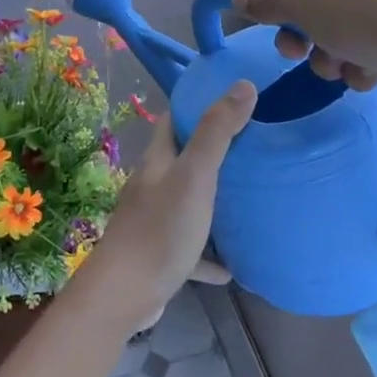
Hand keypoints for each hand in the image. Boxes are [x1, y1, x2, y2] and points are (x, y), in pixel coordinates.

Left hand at [71, 82, 256, 335]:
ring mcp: (153, 221)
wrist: (125, 293)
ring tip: (247, 200)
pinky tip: (232, 266)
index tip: (229, 102)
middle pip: (181, 161)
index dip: (195, 107)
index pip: (172, 121)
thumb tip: (243, 84)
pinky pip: (190, 249)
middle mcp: (152, 186)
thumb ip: (217, 132)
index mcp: (157, 161)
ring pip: (186, 203)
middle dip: (210, 153)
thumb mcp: (195, 176)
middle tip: (250, 150)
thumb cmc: (161, 229)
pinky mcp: (159, 256)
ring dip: (211, 202)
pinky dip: (209, 254)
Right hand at [230, 0, 376, 98]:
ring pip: (344, 17)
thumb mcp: (300, 6)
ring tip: (342, 72)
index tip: (275, 37)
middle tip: (302, 58)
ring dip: (333, 51)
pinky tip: (370, 75)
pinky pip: (376, 27)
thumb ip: (263, 3)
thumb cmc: (363, 9)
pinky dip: (366, 53)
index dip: (275, 6)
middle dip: (307, 35)